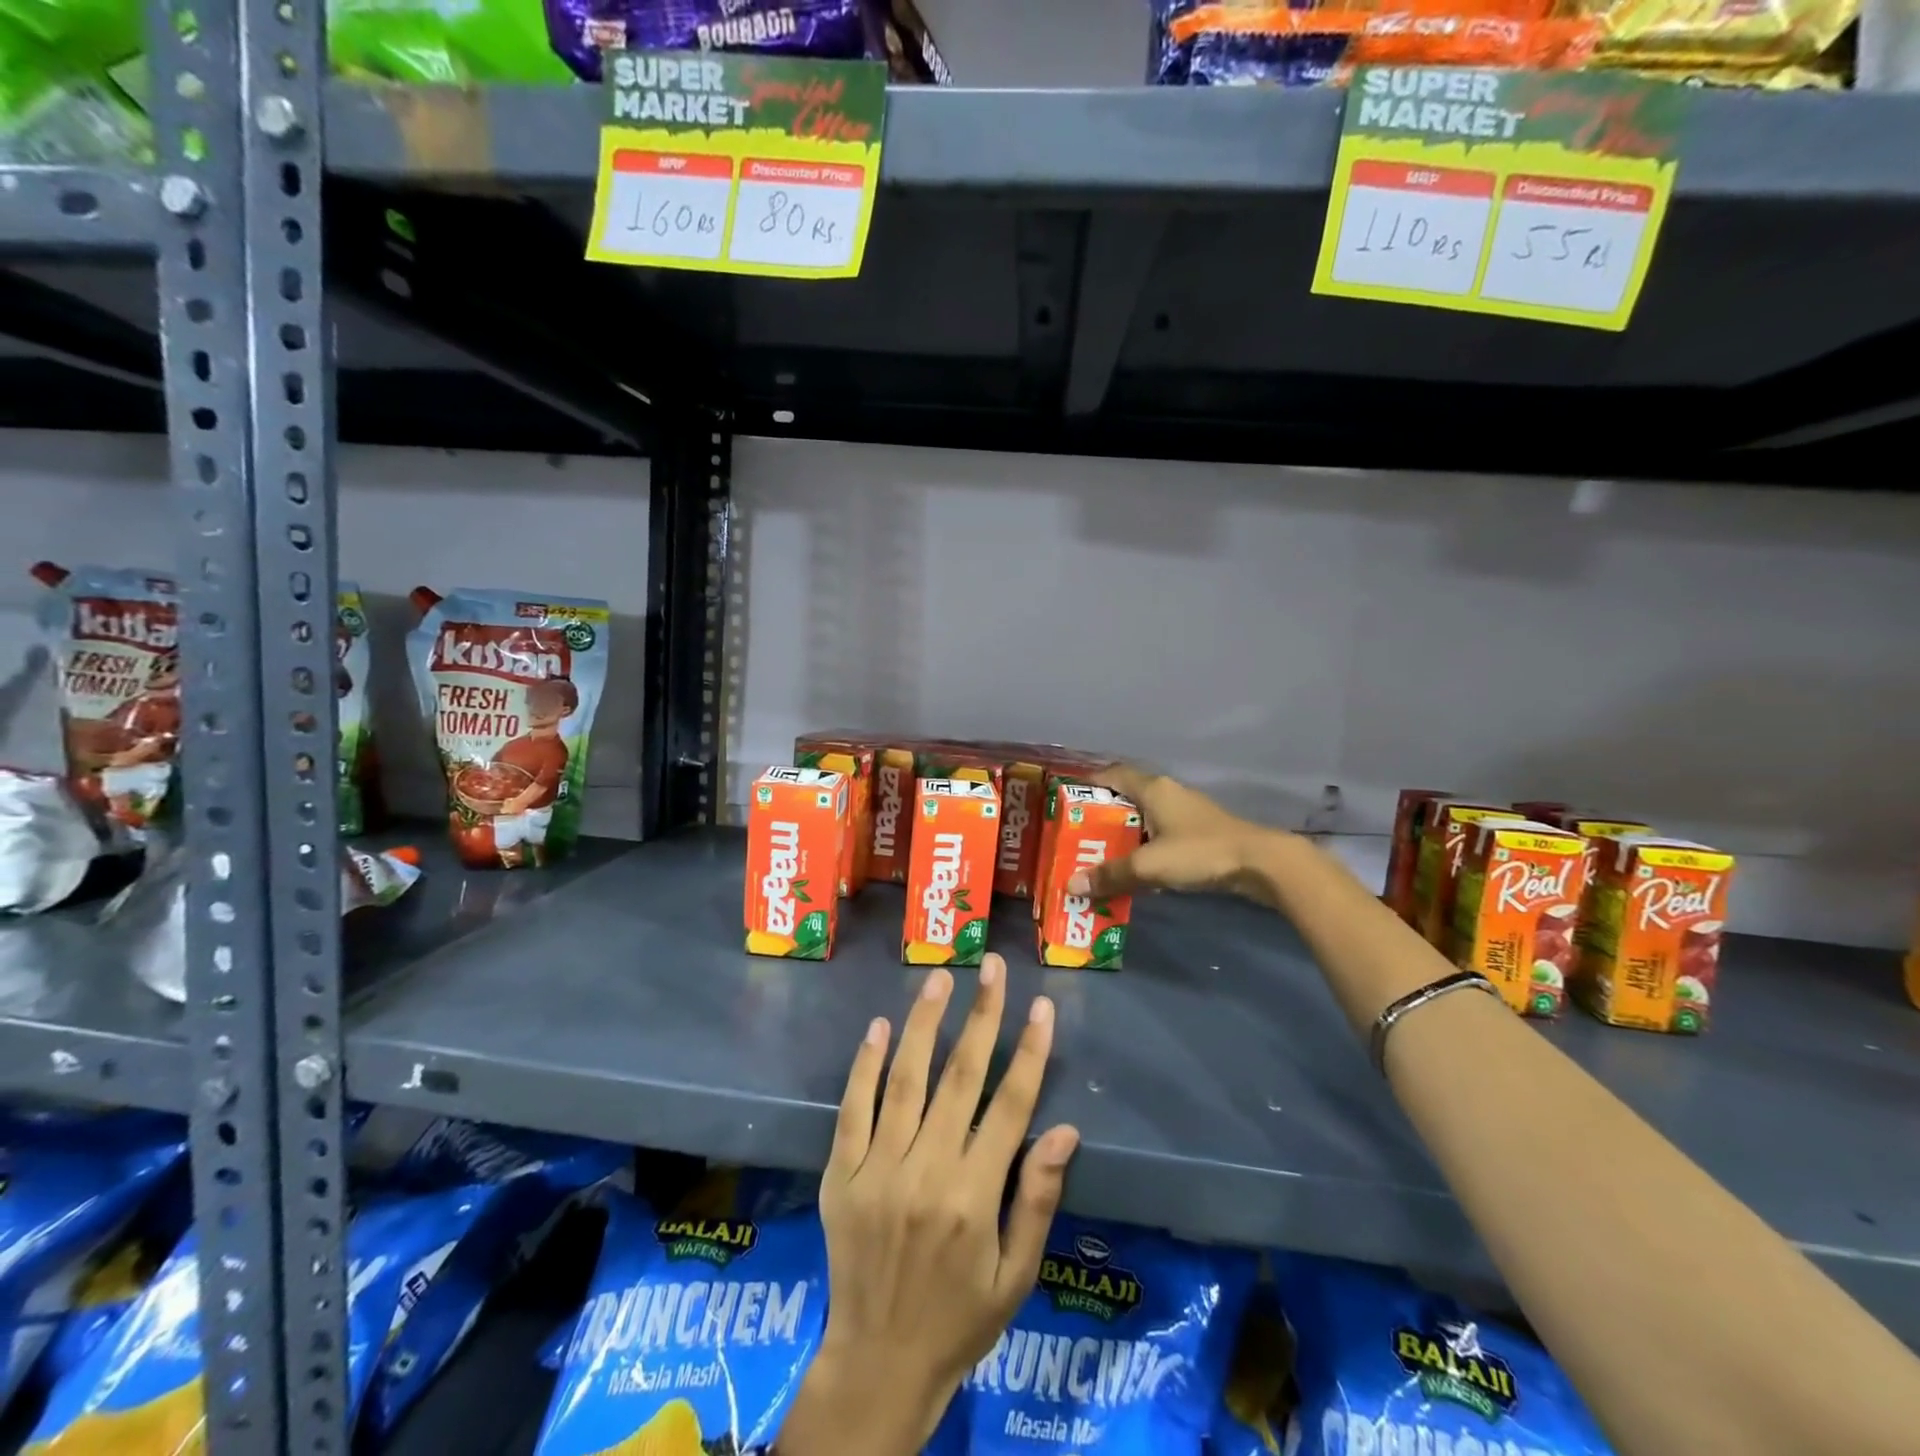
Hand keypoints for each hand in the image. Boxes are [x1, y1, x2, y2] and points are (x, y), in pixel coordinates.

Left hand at [782, 957, 1079, 1455]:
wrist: (877, 1364)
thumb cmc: (959, 1319)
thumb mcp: (1015, 1277)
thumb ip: (1037, 1199)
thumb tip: (1066, 1130)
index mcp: (973, 1198)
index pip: (1010, 1106)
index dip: (1030, 1052)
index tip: (1042, 1006)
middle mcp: (925, 1173)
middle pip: (960, 1078)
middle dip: (981, 1016)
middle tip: (992, 966)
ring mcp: (876, 1170)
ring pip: (904, 1081)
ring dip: (924, 1024)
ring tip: (941, 978)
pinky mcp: (840, 1175)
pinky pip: (852, 1109)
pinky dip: (865, 1065)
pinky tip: (879, 1026)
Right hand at [1067, 764, 1285, 903]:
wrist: (1261, 863)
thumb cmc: (1200, 852)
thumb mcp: (1149, 865)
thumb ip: (1111, 874)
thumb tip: (1071, 885)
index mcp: (1153, 789)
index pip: (1113, 775)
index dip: (1089, 784)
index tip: (1067, 801)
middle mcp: (1168, 794)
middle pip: (1126, 798)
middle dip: (1102, 817)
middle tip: (1078, 837)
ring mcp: (1186, 813)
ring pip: (1145, 818)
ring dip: (1124, 835)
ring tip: (1100, 856)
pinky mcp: (1200, 833)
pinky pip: (1161, 835)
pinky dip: (1144, 847)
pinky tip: (1136, 869)